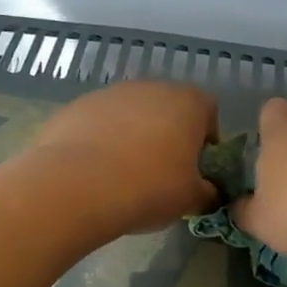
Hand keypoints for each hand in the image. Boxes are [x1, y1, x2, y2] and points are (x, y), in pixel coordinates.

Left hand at [25, 81, 219, 236]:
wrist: (78, 186)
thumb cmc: (150, 188)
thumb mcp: (191, 199)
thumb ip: (208, 192)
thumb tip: (209, 192)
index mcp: (188, 103)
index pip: (208, 113)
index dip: (205, 141)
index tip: (196, 169)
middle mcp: (150, 87)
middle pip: (167, 110)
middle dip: (167, 137)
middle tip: (161, 175)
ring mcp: (110, 94)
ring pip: (130, 115)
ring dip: (132, 138)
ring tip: (123, 175)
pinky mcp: (76, 106)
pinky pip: (98, 124)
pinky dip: (101, 142)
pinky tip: (94, 172)